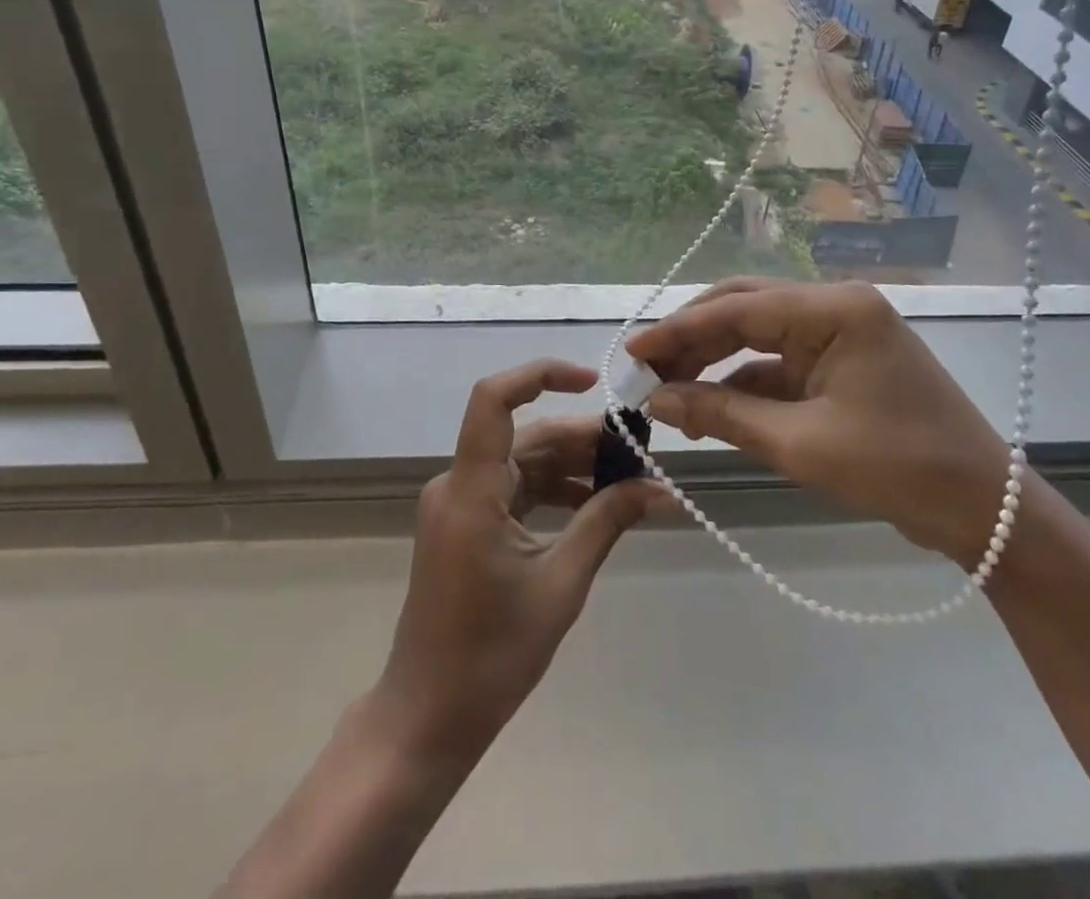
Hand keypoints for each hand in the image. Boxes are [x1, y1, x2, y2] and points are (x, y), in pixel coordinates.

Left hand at [374, 359, 662, 765]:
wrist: (428, 715)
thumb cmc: (491, 655)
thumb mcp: (560, 584)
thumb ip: (607, 523)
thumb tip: (661, 490)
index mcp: (471, 490)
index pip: (494, 400)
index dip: (540, 375)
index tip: (592, 381)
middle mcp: (458, 484)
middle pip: (524, 435)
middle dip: (582, 437)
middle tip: (639, 450)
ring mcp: (459, 503)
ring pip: (522, 461)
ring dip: (572, 465)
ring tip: (628, 478)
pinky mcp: (466, 522)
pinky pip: (514, 488)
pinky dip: (553, 490)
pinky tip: (595, 504)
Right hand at [627, 278, 1011, 567]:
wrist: (982, 510)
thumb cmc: (896, 469)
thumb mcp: (799, 443)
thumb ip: (722, 413)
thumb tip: (657, 398)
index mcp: (834, 309)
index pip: (738, 308)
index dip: (679, 328)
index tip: (632, 349)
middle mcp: (834, 306)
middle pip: (743, 308)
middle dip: (692, 338)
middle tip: (645, 369)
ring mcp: (838, 332)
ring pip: (755, 333)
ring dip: (712, 361)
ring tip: (667, 392)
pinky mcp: (838, 360)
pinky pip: (776, 361)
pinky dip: (740, 382)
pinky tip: (707, 407)